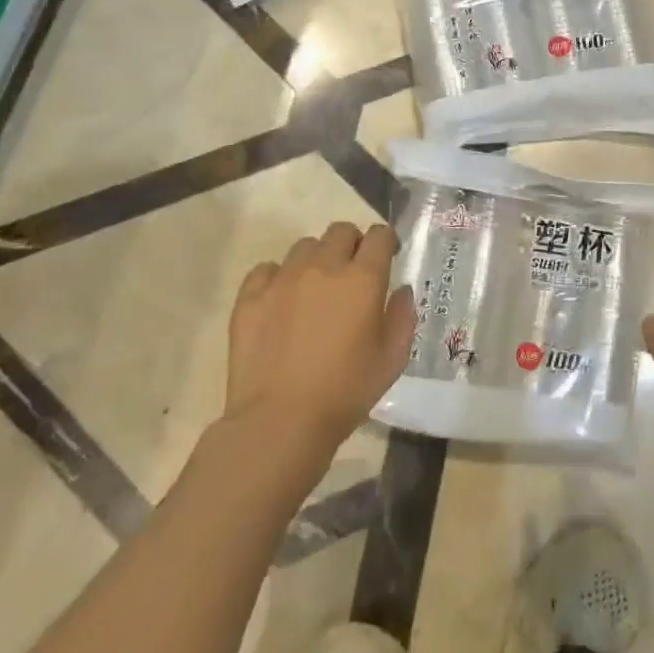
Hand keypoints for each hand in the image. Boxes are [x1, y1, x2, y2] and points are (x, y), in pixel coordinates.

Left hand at [225, 222, 416, 454]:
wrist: (280, 422)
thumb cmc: (346, 391)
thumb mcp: (393, 359)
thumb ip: (403, 317)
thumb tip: (401, 291)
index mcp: (363, 278)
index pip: (379, 235)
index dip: (386, 242)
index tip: (388, 257)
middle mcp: (324, 267)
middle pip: (341, 231)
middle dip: (352, 244)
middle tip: (352, 273)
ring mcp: (283, 278)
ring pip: (304, 246)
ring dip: (316, 259)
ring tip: (315, 289)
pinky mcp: (250, 297)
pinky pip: (267, 269)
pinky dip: (278, 277)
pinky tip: (281, 301)